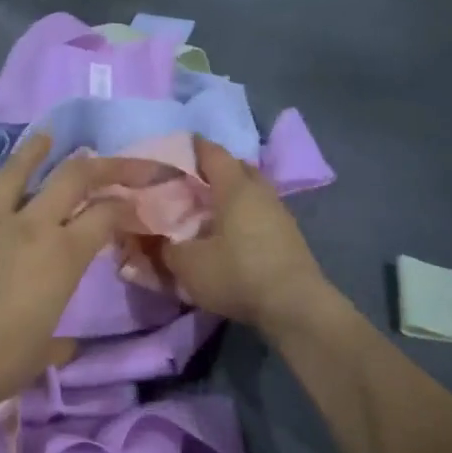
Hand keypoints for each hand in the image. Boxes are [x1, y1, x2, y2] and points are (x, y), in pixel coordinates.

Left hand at [0, 133, 142, 413]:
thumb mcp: (37, 359)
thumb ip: (58, 345)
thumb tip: (70, 346)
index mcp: (61, 257)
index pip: (105, 216)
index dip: (126, 204)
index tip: (136, 200)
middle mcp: (27, 227)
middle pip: (70, 179)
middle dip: (97, 164)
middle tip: (107, 157)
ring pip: (12, 174)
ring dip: (31, 153)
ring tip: (45, 136)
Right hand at [160, 137, 337, 338]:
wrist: (295, 305)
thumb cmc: (238, 273)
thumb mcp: (189, 265)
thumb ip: (166, 248)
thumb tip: (156, 239)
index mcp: (234, 186)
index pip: (212, 152)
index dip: (193, 147)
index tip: (175, 148)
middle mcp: (260, 190)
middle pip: (236, 167)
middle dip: (214, 169)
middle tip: (190, 182)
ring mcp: (279, 211)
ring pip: (251, 190)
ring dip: (231, 194)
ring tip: (209, 209)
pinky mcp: (289, 234)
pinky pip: (261, 211)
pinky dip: (244, 214)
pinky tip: (231, 233)